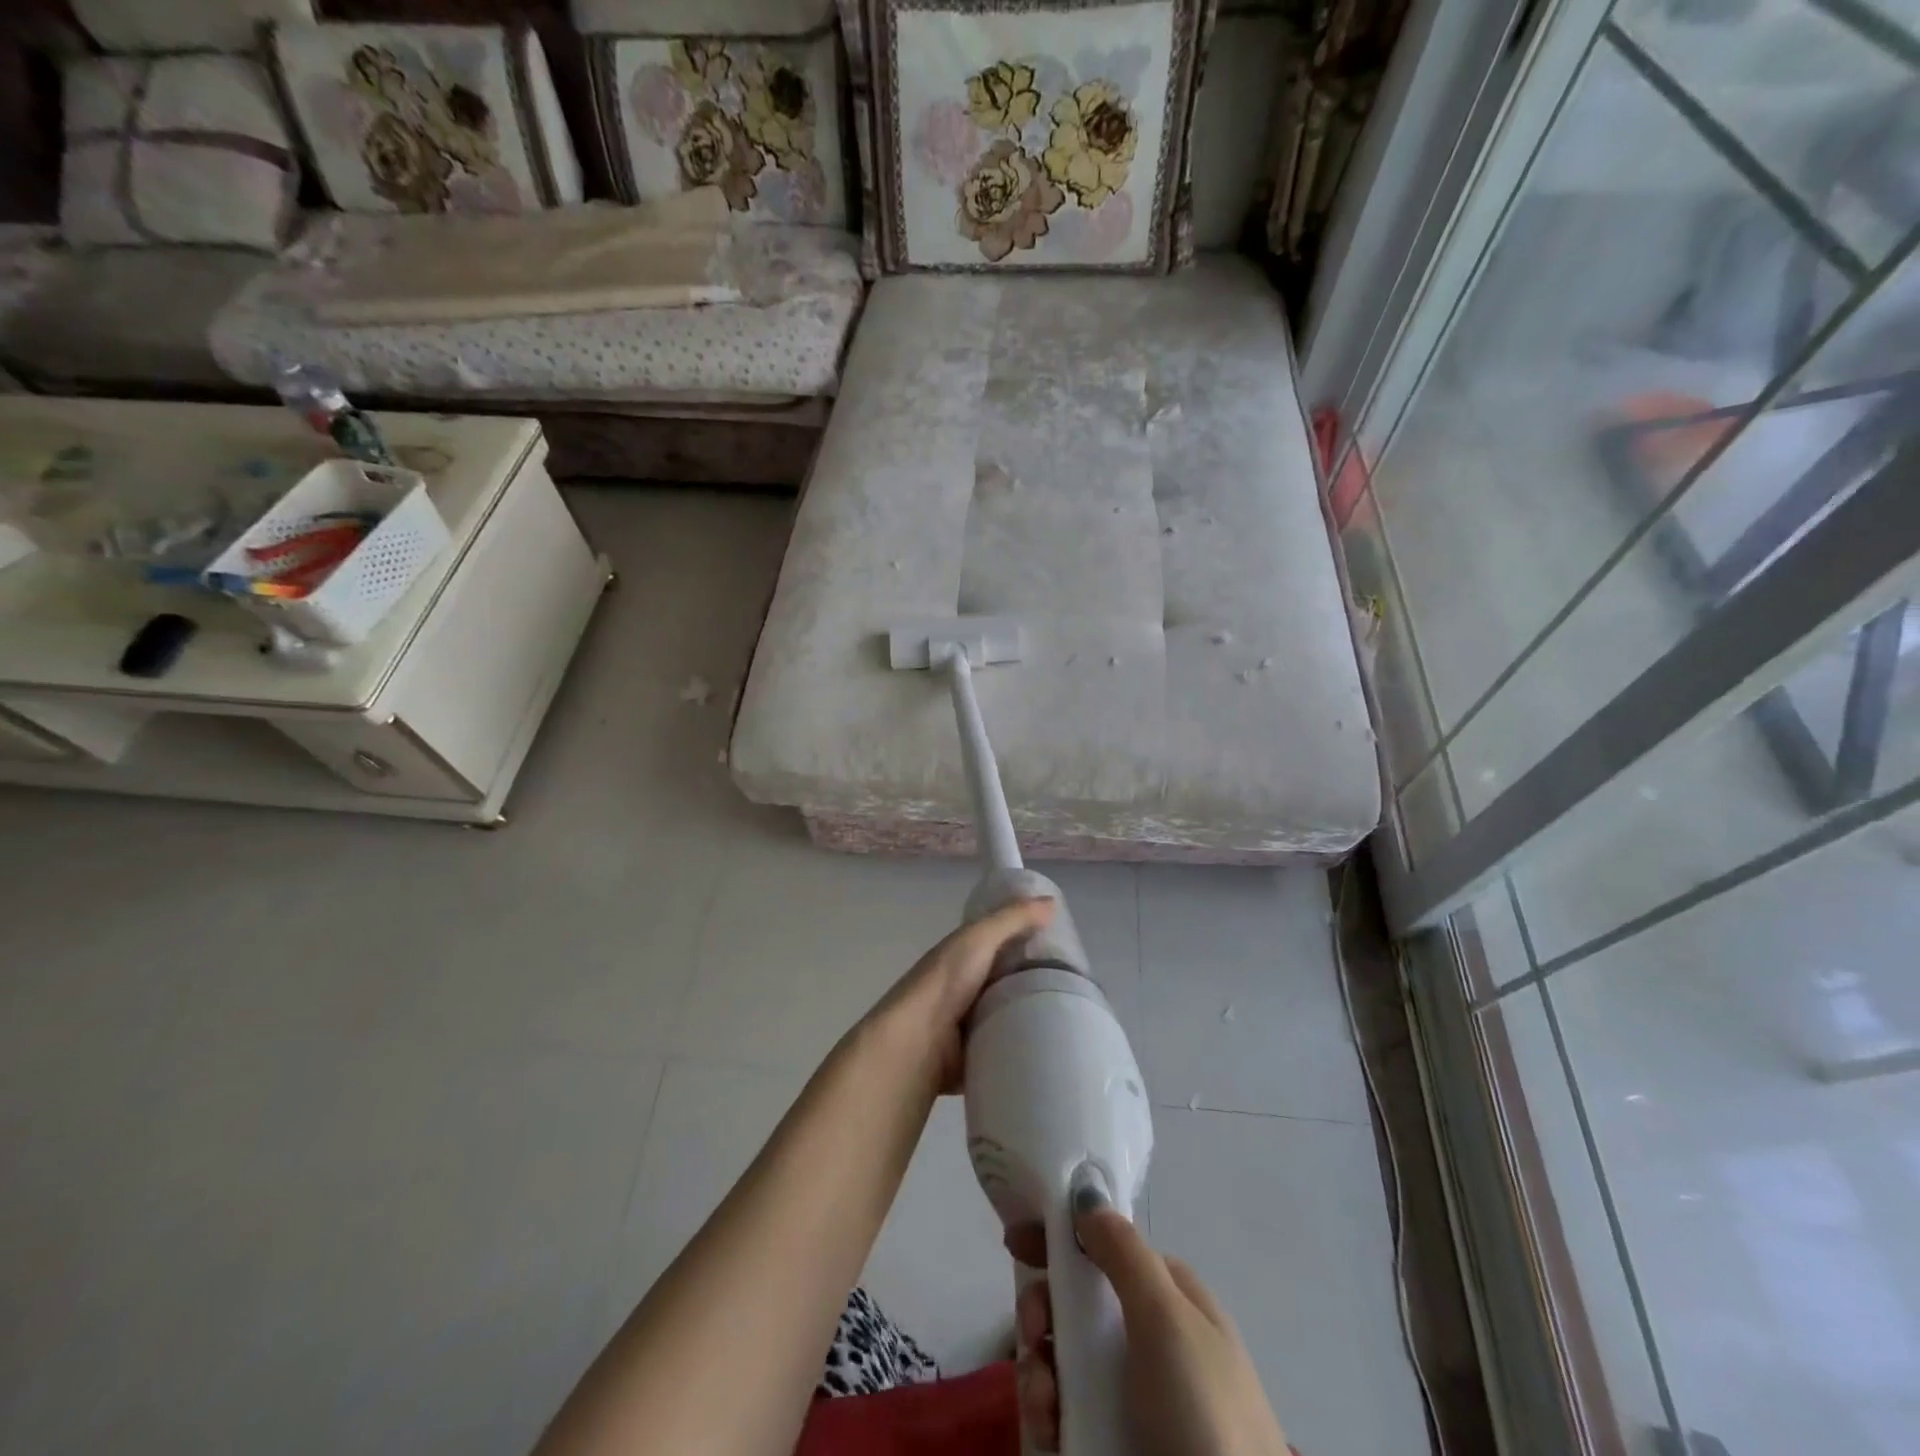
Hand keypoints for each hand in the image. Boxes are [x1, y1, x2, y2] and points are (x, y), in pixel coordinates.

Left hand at [859, 897, 1055, 1094]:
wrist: (918, 1041)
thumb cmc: (946, 981)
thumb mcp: (980, 938)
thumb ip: (1013, 919)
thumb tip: (1052, 901)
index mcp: (963, 955)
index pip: (1001, 942)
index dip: (1028, 940)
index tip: (1065, 946)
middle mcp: (966, 985)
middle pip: (1009, 978)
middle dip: (1037, 979)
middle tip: (1079, 984)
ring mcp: (970, 1022)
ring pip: (1010, 1012)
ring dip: (1032, 1013)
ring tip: (1073, 1013)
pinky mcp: (976, 1053)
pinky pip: (1006, 1044)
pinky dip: (1023, 1043)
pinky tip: (1053, 1044)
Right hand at [1012, 1195, 1289, 1455]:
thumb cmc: (1204, 1415)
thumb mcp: (1167, 1319)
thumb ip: (1123, 1251)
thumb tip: (1086, 1196)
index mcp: (1170, 1302)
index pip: (1107, 1250)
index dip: (1063, 1240)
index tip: (1016, 1242)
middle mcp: (1148, 1344)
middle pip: (1077, 1304)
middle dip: (1043, 1310)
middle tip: (1031, 1329)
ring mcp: (1128, 1401)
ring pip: (1062, 1361)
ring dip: (1039, 1371)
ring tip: (1042, 1401)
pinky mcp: (1108, 1446)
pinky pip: (1062, 1414)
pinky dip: (1045, 1416)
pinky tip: (1048, 1430)